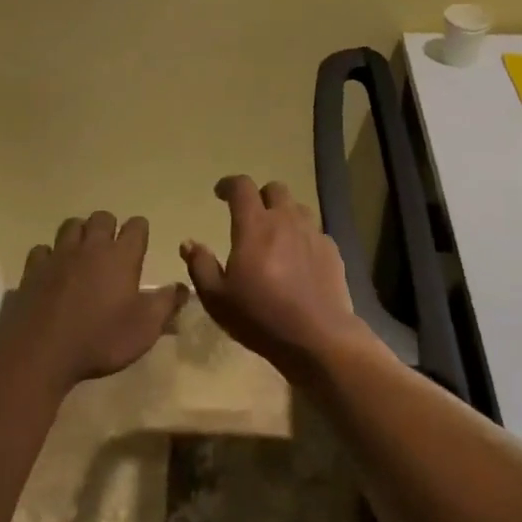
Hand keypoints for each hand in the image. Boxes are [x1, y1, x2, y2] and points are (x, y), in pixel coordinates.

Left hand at [3, 211, 188, 392]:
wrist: (40, 352)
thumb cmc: (100, 339)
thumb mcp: (145, 329)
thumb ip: (167, 304)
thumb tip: (183, 287)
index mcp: (121, 256)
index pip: (136, 226)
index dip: (140, 231)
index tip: (140, 243)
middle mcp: (91, 247)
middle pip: (102, 217)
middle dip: (109, 227)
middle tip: (111, 248)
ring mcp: (58, 255)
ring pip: (70, 225)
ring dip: (79, 233)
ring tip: (83, 252)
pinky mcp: (32, 269)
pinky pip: (42, 250)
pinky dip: (49, 255)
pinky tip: (52, 270)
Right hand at [181, 176, 370, 379]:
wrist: (317, 337)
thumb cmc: (260, 317)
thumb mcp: (217, 298)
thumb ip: (200, 265)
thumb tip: (189, 243)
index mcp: (254, 226)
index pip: (242, 187)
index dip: (229, 184)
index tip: (220, 193)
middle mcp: (286, 220)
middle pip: (275, 189)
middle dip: (260, 196)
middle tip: (251, 216)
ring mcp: (313, 234)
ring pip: (298, 208)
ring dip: (284, 214)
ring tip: (276, 236)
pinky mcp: (332, 251)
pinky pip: (315, 232)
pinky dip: (303, 237)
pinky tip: (299, 259)